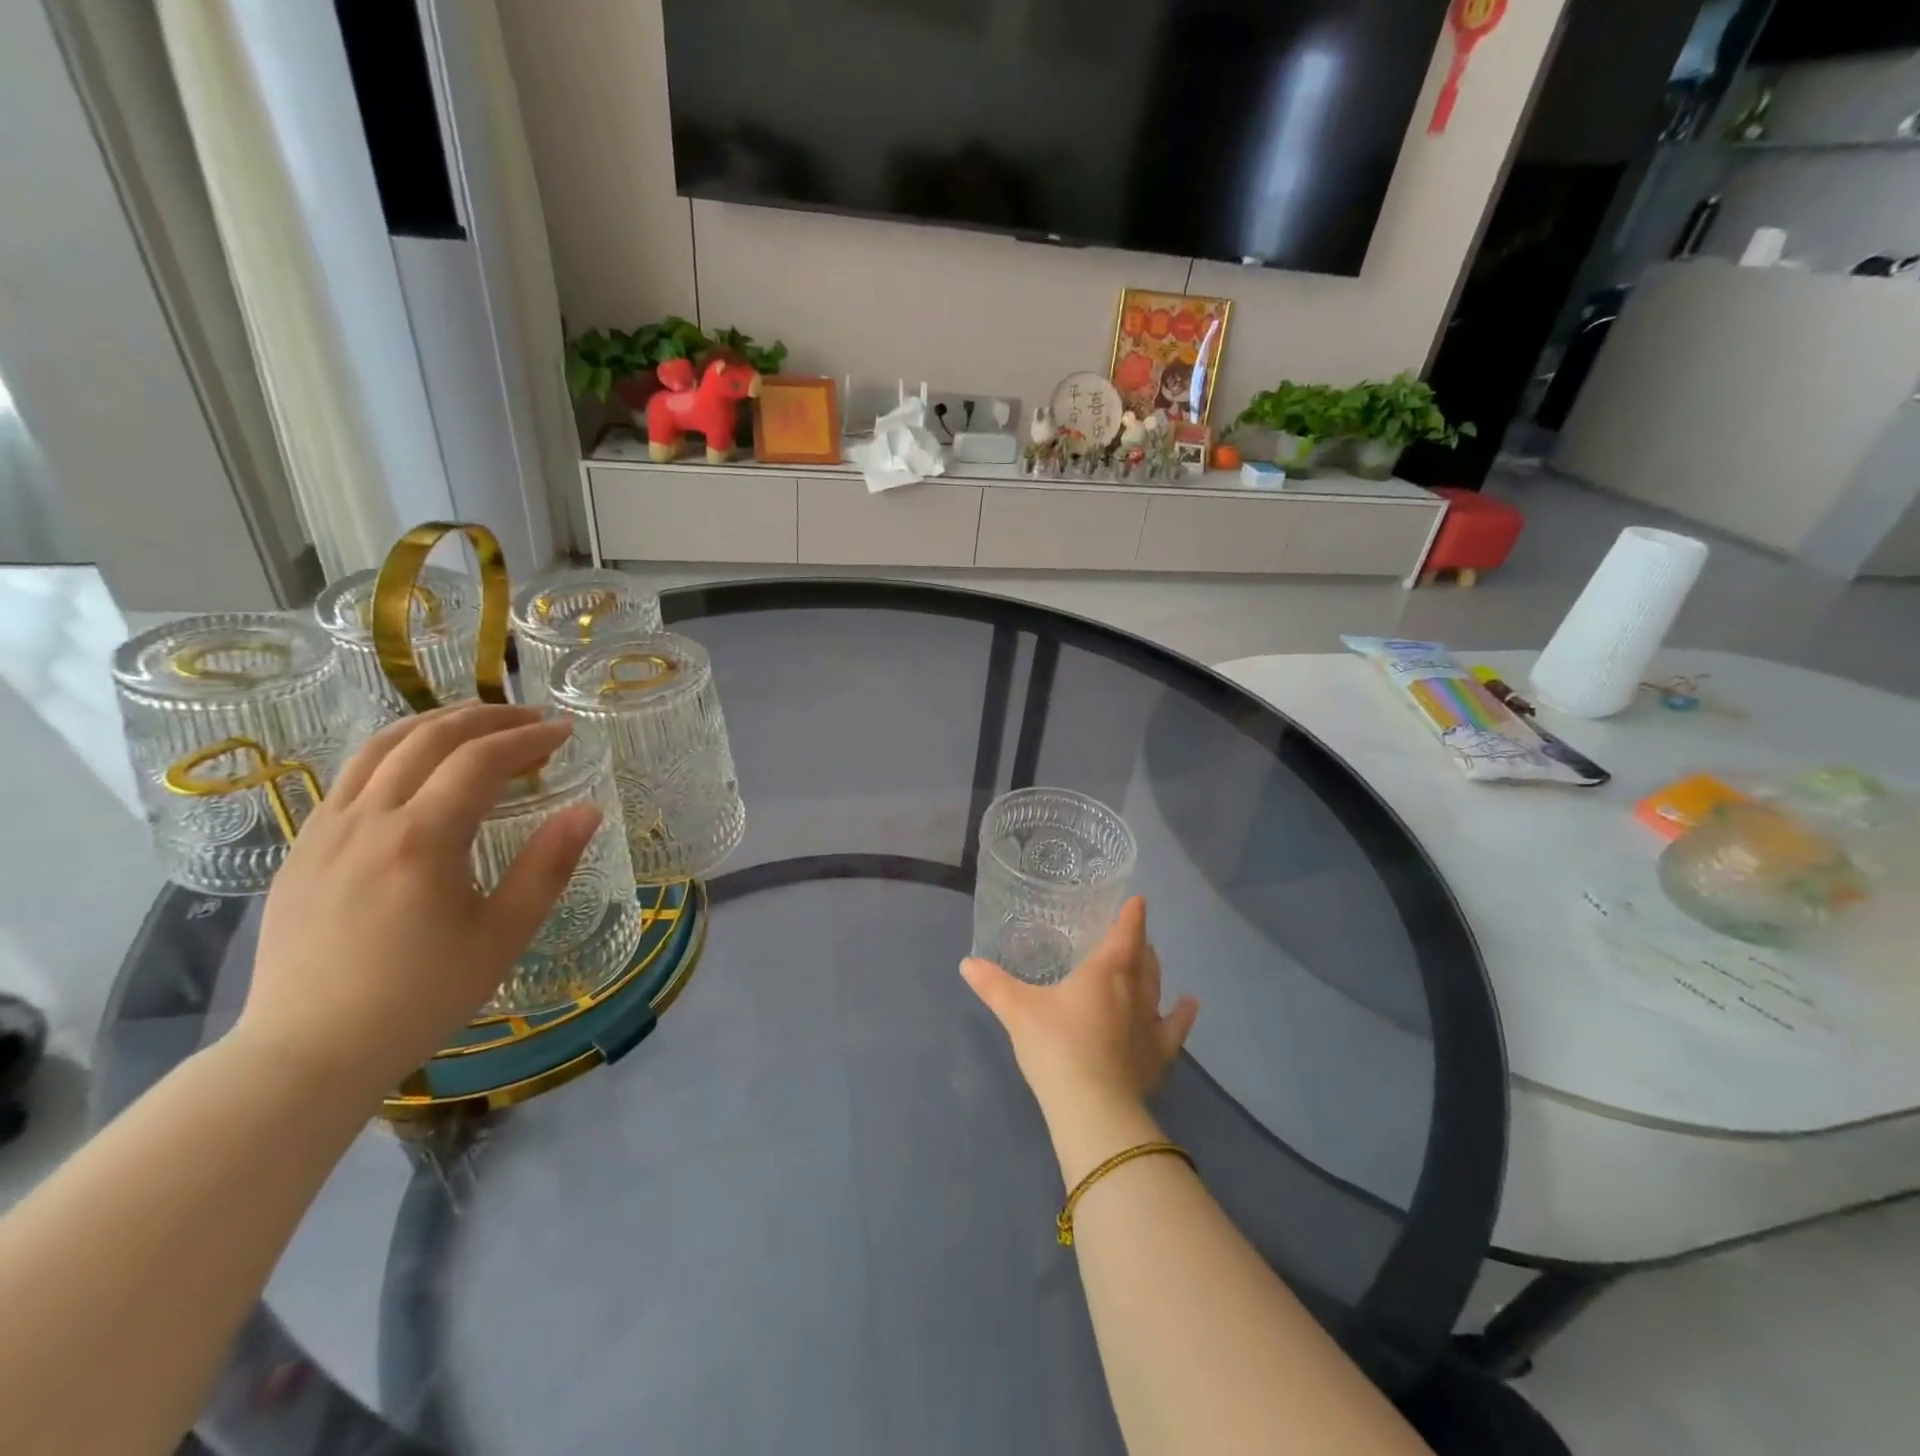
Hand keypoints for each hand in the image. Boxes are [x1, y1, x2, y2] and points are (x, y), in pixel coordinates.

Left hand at [234, 704, 600, 1104]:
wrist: (308, 1052)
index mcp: (422, 839)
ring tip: (476, 723)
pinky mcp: (302, 851)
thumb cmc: (422, 996)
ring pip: (378, 748)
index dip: (528, 738)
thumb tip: (587, 810)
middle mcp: (368, 820)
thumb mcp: (504, 935)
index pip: (480, 761)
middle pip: (428, 739)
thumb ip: (548, 866)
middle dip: (485, 718)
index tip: (565, 731)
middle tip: (530, 717)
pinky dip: (394, 752)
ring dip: (434, 724)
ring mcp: (325, 832)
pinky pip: (350, 778)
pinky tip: (416, 769)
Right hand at [962, 897, 1198, 1124]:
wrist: (1092, 1106)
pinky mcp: (1159, 1055)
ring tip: (1151, 959)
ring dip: (1154, 970)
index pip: (1125, 933)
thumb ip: (993, 984)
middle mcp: (1134, 990)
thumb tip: (966, 963)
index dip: (1131, 915)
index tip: (1138, 900)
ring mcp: (1150, 1023)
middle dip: (1137, 943)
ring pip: (1157, 986)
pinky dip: (1183, 1013)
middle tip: (1130, 935)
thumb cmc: (1055, 1046)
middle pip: (1142, 958)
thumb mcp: (1017, 1011)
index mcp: (1105, 971)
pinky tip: (1190, 1004)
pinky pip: (1176, 1027)